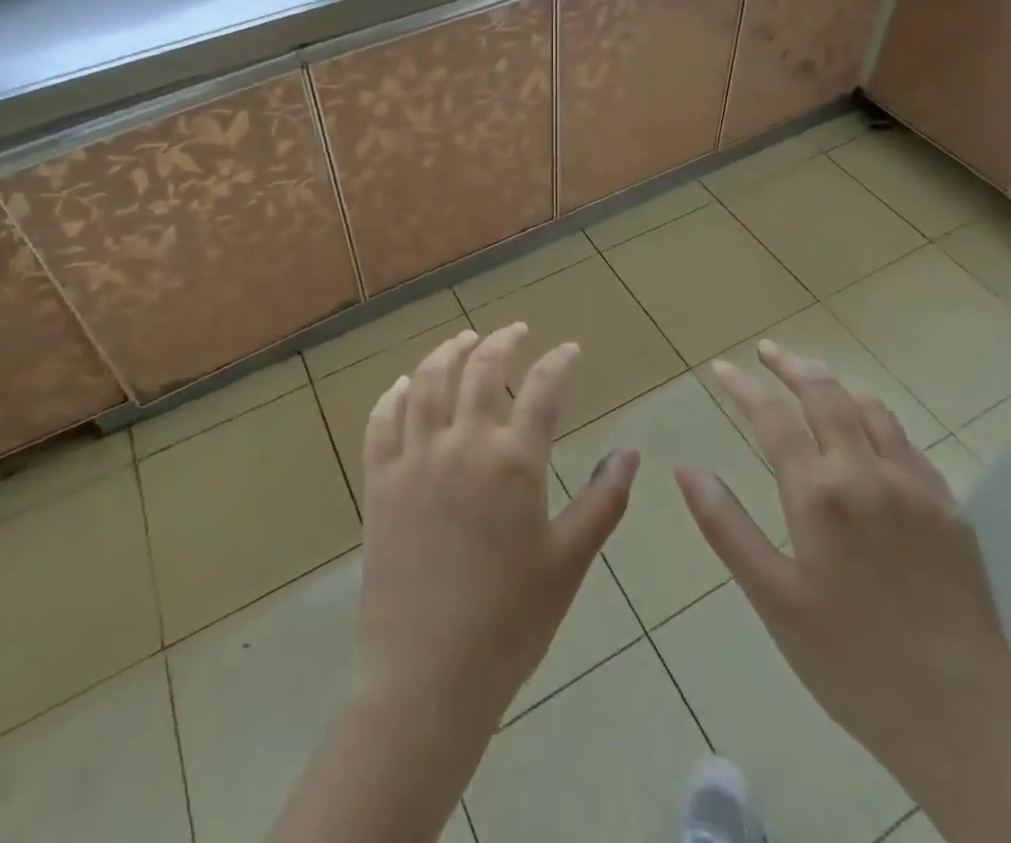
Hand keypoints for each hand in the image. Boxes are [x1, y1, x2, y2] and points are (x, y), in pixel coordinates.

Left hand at [357, 323, 639, 734]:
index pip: (542, 389)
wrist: (428, 679)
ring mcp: (415, 460)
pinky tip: (405, 384)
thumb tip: (631, 451)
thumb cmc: (510, 623)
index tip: (569, 350)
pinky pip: (382, 422)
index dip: (559, 362)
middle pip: (481, 370)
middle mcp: (462, 445)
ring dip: (447, 352)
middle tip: (515, 330)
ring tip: (462, 339)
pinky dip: (395, 395)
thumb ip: (603, 501)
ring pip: (428, 383)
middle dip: (501, 341)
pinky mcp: (379, 483)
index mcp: (513, 462)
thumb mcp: (569, 562)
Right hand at [676, 340, 1010, 787]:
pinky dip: (874, 420)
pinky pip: (906, 443)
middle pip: (825, 394)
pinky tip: (867, 434)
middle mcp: (868, 474)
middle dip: (791, 366)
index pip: (773, 416)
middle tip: (765, 352)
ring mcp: (916, 487)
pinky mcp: (950, 509)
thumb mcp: (773, 600)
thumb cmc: (852, 663)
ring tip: (811, 380)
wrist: (966, 724)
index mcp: (820, 494)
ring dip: (834, 385)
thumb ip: (727, 527)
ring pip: (871, 409)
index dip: (743, 387)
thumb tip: (685, 470)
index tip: (720, 369)